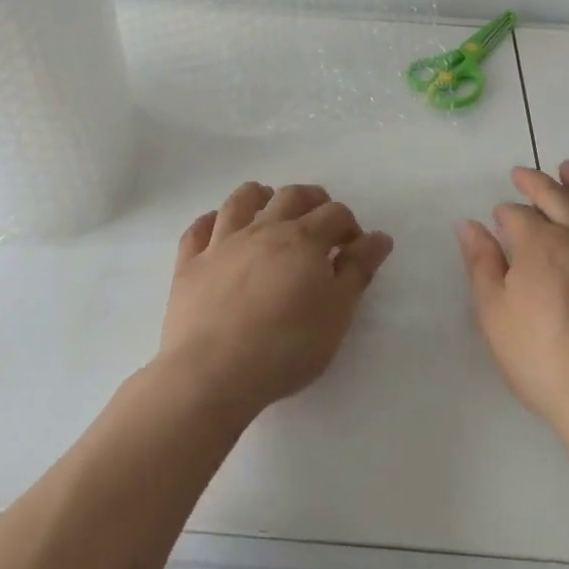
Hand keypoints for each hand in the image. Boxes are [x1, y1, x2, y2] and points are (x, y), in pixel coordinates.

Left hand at [158, 182, 393, 416]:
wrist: (213, 372)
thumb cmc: (286, 346)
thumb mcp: (337, 314)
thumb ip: (357, 271)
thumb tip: (379, 237)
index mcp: (303, 240)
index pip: (334, 214)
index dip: (349, 225)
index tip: (354, 248)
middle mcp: (262, 230)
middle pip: (290, 196)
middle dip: (311, 200)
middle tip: (319, 219)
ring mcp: (221, 244)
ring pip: (240, 201)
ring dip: (259, 196)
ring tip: (268, 204)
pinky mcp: (189, 264)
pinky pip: (198, 229)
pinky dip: (210, 222)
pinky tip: (217, 228)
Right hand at [458, 161, 568, 460]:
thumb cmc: (546, 362)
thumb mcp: (495, 316)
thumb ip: (482, 265)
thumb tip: (469, 225)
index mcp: (540, 243)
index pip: (518, 215)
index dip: (505, 214)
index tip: (498, 218)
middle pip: (558, 196)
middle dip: (537, 182)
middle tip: (524, 173)